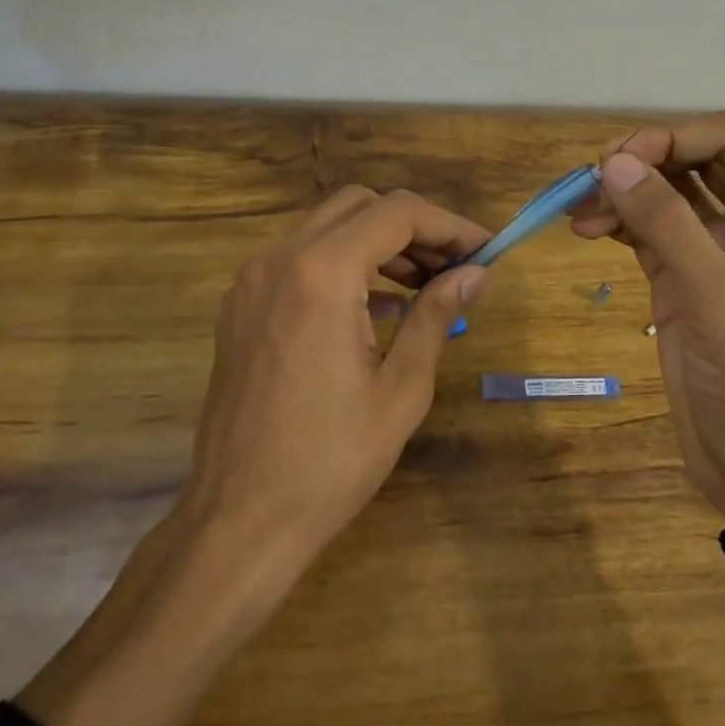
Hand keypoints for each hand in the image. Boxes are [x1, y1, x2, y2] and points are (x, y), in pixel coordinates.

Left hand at [181, 186, 491, 566]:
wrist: (240, 520)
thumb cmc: (331, 460)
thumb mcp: (402, 388)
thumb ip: (436, 316)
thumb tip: (475, 273)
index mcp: (321, 274)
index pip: (396, 213)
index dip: (449, 225)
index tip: (485, 251)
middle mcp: (278, 260)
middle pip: (358, 206)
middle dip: (413, 227)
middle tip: (454, 266)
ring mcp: (251, 282)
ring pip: (326, 228)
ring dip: (377, 243)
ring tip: (423, 286)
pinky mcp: (239, 307)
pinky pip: (299, 260)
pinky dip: (343, 264)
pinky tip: (375, 308)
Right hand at [571, 111, 724, 539]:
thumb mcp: (719, 297)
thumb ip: (667, 224)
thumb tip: (610, 162)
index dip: (677, 135)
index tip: (621, 159)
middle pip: (697, 156)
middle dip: (645, 159)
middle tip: (593, 178)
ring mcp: (719, 247)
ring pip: (667, 190)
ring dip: (623, 190)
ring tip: (579, 210)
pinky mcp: (683, 275)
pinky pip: (648, 227)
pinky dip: (617, 220)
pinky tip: (586, 228)